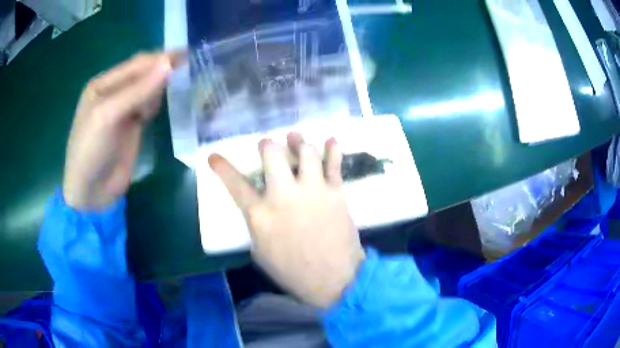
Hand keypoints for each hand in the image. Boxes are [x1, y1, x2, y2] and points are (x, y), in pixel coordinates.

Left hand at [63, 52, 180, 209]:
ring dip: (164, 84)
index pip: (135, 65)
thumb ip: (137, 90)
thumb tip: (169, 64)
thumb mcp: (108, 116)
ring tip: (185, 80)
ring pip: (148, 88)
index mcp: (102, 85)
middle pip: (142, 74)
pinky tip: (172, 98)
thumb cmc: (91, 151)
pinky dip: (160, 100)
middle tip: (190, 66)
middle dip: (163, 69)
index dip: (158, 58)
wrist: (91, 193)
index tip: (186, 55)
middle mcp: (113, 93)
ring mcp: (124, 110)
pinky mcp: (133, 126)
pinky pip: (149, 105)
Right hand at [209, 134, 365, 308]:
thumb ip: (256, 225)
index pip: (235, 184)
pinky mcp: (336, 192)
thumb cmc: (293, 272)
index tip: (214, 157)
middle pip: (272, 154)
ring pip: (305, 152)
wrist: (334, 279)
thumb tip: (258, 209)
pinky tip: (330, 140)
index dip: (222, 168)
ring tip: (295, 138)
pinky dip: (332, 149)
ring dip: (297, 142)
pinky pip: (334, 163)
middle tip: (267, 145)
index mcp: (261, 215)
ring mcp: (312, 190)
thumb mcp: (260, 253)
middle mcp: (284, 195)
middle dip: (267, 145)